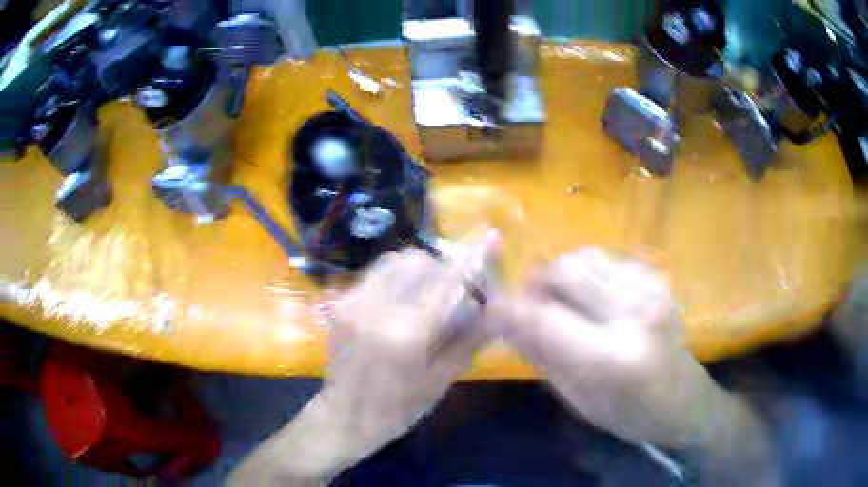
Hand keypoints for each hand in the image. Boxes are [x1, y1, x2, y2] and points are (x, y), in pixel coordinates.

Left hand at [229, 231, 499, 485]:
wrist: (344, 416)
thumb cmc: (398, 409)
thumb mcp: (440, 381)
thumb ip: (468, 339)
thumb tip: (492, 307)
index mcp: (406, 334)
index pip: (446, 282)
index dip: (471, 258)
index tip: (490, 237)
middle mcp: (376, 308)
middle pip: (418, 261)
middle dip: (442, 268)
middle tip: (453, 291)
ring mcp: (352, 301)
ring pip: (394, 261)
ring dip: (418, 270)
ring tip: (425, 294)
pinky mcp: (340, 302)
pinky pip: (375, 275)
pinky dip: (396, 279)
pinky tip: (400, 303)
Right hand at [488, 248, 738, 447]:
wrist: (685, 401)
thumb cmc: (631, 414)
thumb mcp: (579, 400)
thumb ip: (543, 355)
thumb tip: (505, 319)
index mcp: (613, 359)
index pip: (545, 319)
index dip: (510, 309)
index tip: (491, 309)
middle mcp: (636, 312)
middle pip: (564, 272)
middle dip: (534, 285)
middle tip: (526, 306)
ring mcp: (651, 288)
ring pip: (582, 257)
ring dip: (559, 276)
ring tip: (558, 302)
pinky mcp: (657, 278)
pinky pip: (604, 259)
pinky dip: (583, 272)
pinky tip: (587, 297)